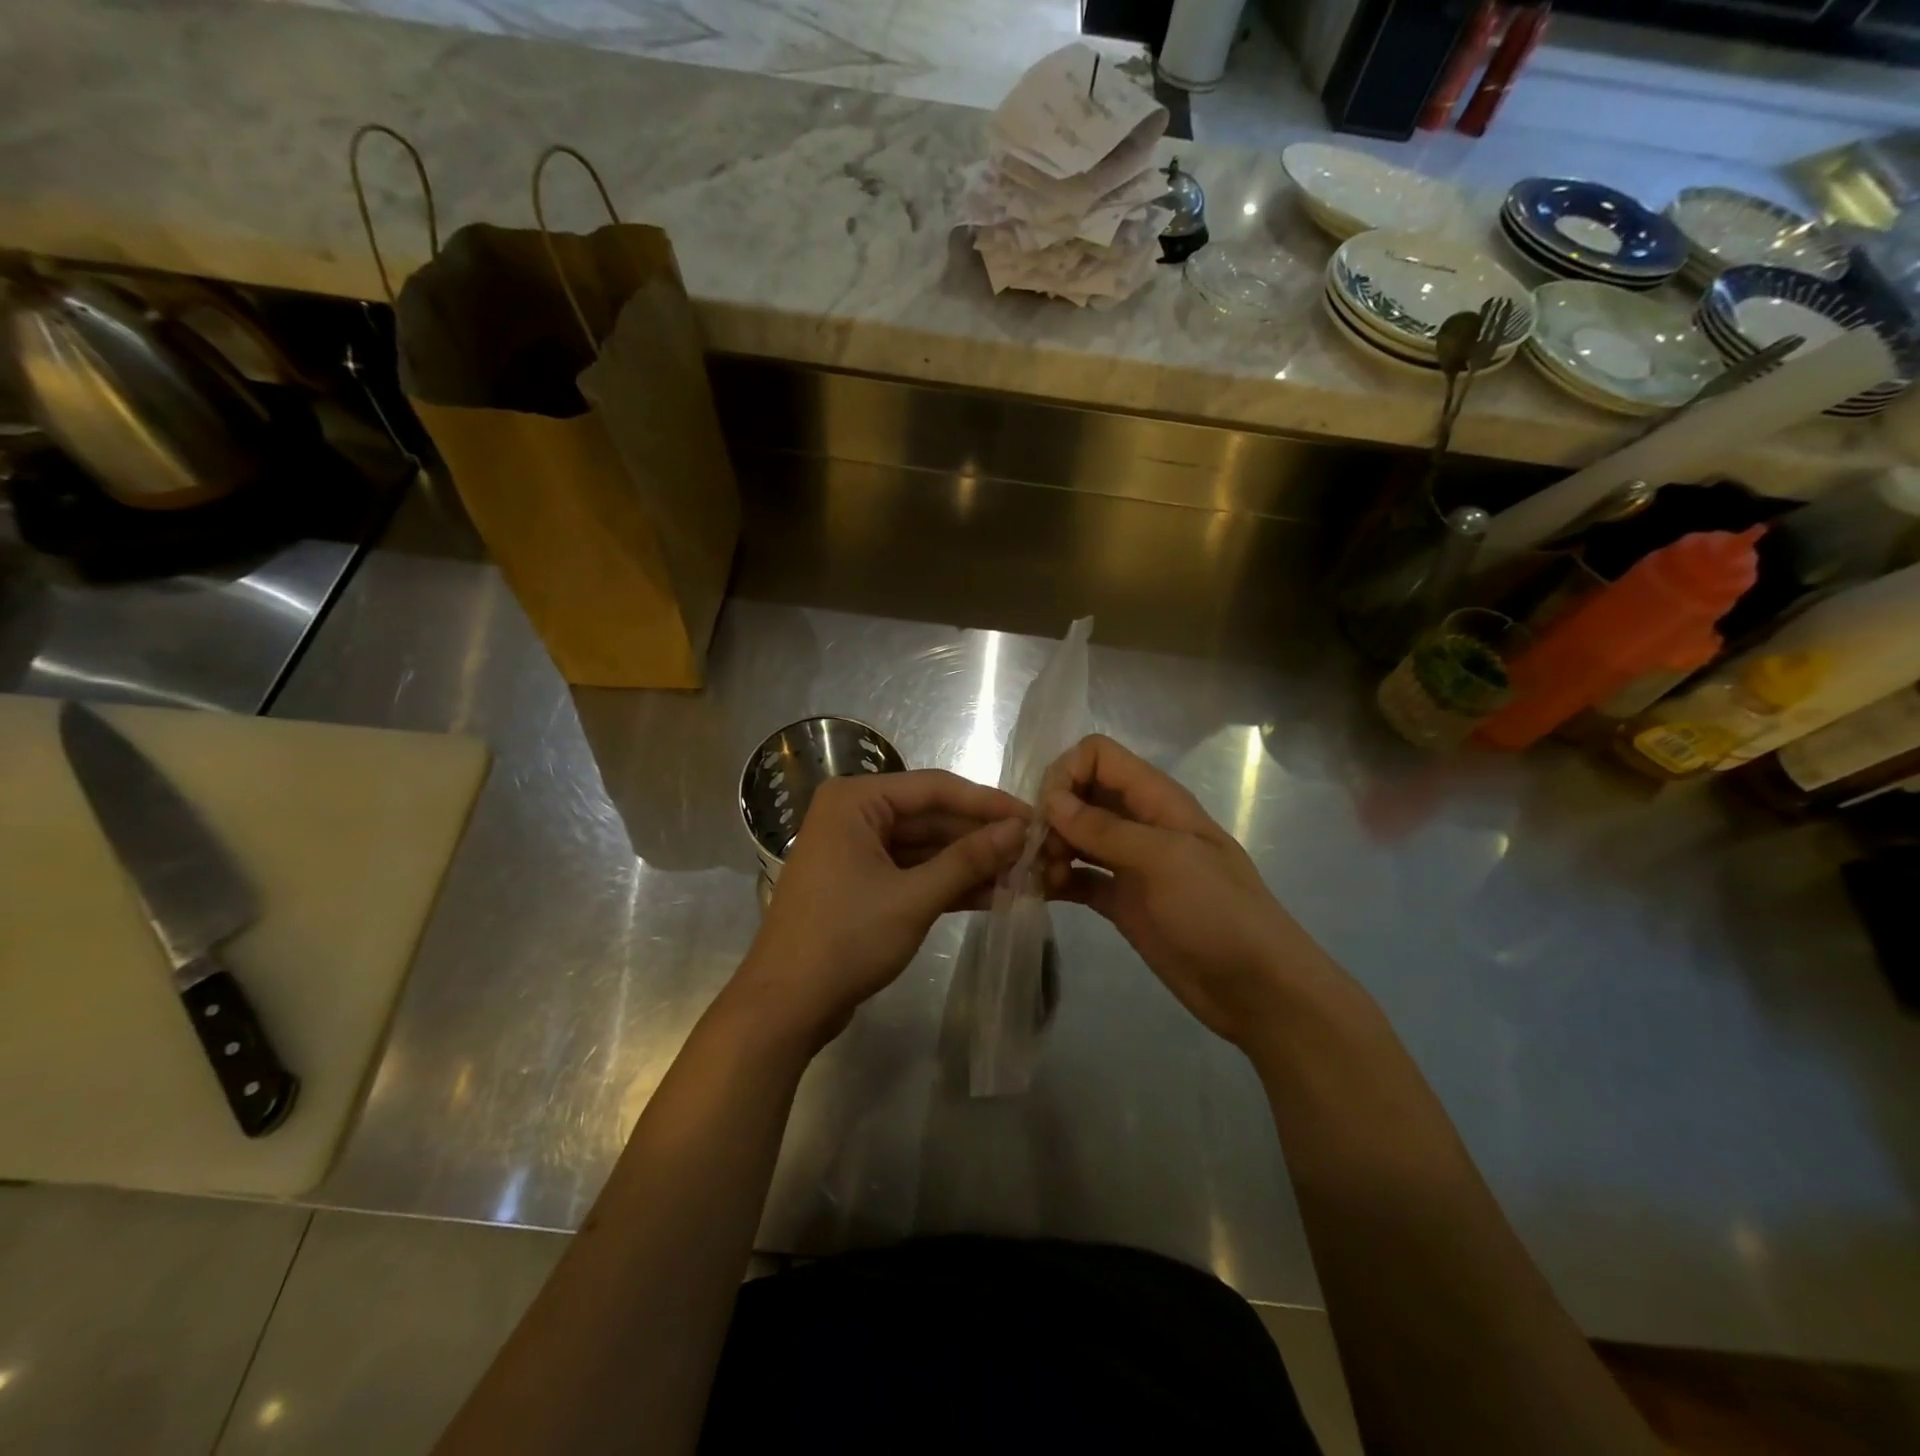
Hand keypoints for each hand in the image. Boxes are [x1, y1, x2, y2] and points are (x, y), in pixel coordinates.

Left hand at [733, 769, 1028, 1050]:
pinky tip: (995, 894)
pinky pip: (914, 872)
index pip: (934, 787)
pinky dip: (949, 884)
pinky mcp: (864, 884)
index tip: (1035, 817)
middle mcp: (855, 815)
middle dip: (982, 838)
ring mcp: (858, 851)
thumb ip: (968, 860)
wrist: (785, 1007)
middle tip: (1035, 851)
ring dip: (971, 863)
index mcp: (855, 800)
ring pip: (926, 847)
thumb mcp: (913, 898)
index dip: (988, 803)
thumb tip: (1020, 830)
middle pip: (931, 817)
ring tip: (1025, 874)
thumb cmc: (845, 939)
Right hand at [1042, 735, 1336, 1050]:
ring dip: (1050, 848)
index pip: (1098, 756)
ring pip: (1075, 836)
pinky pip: (1078, 877)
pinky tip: (1039, 894)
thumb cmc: (1219, 913)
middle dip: (1051, 813)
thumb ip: (1105, 829)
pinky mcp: (1121, 901)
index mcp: (1157, 800)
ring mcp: (1129, 863)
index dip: (1066, 773)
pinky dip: (1056, 880)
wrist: (1256, 989)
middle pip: (1081, 793)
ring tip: (1041, 878)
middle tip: (1038, 851)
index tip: (1049, 812)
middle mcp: (1139, 823)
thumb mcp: (1165, 860)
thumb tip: (1051, 801)